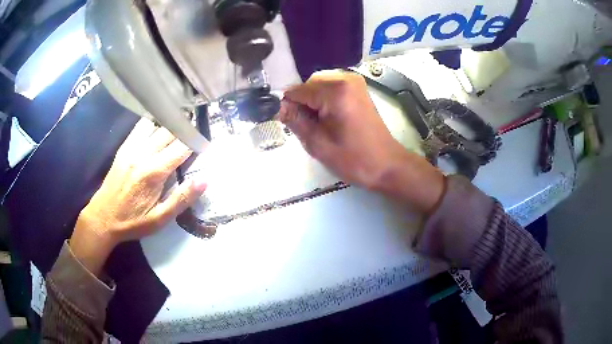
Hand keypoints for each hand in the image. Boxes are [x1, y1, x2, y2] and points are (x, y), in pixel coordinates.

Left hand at [70, 119, 206, 274]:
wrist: (102, 218)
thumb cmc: (132, 221)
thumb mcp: (160, 219)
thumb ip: (182, 199)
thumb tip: (204, 180)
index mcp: (154, 172)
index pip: (182, 146)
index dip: (197, 143)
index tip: (204, 148)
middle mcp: (143, 153)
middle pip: (170, 130)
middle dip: (185, 132)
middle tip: (192, 140)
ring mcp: (132, 147)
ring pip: (157, 124)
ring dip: (169, 127)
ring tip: (177, 135)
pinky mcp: (124, 147)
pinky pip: (141, 125)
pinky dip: (153, 124)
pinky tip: (157, 133)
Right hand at [278, 70, 443, 213]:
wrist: (386, 165)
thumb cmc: (353, 159)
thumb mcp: (317, 143)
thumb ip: (294, 120)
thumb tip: (277, 106)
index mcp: (335, 91)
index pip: (296, 91)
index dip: (287, 107)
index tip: (286, 124)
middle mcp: (345, 78)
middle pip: (308, 85)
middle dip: (302, 105)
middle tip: (307, 128)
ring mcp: (354, 82)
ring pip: (318, 86)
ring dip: (312, 103)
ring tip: (320, 126)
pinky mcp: (358, 89)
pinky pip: (331, 89)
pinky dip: (324, 102)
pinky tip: (329, 120)